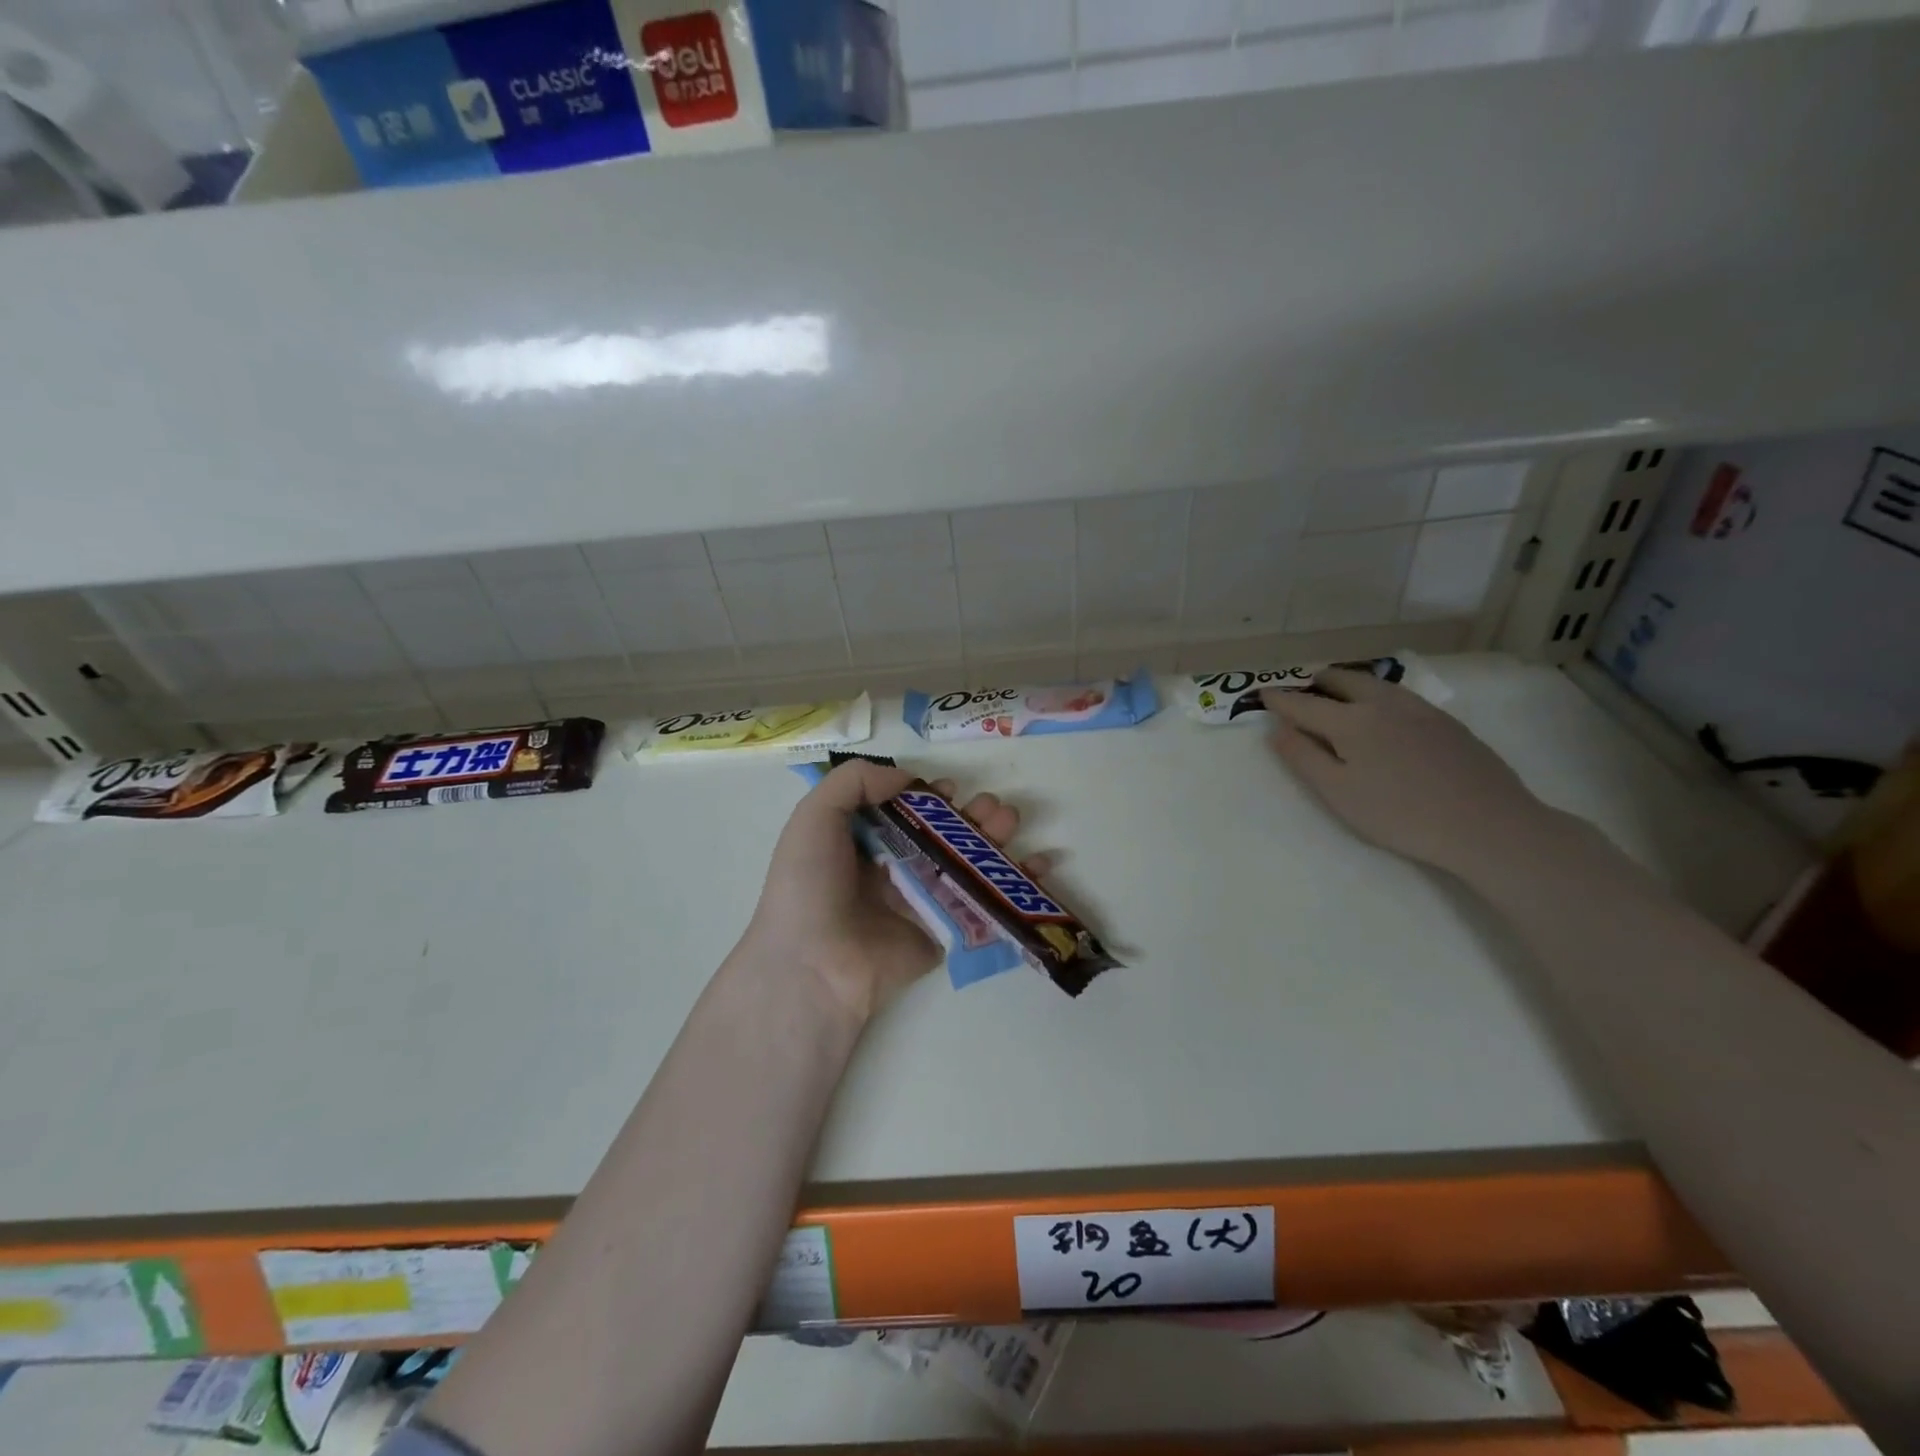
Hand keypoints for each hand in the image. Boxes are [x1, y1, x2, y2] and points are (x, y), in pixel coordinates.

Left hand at [741, 758, 1026, 1023]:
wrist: (816, 963)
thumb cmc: (811, 884)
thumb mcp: (815, 816)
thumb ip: (855, 781)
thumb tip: (906, 778)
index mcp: (864, 841)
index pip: (906, 809)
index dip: (929, 795)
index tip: (944, 789)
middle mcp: (895, 866)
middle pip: (944, 832)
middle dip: (972, 813)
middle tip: (990, 807)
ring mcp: (923, 899)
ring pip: (969, 861)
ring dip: (995, 836)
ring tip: (1009, 820)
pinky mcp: (946, 929)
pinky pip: (985, 902)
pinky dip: (1017, 884)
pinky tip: (1040, 863)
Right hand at [1263, 669, 1566, 883]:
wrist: (1488, 825)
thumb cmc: (1400, 814)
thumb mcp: (1338, 793)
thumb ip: (1303, 758)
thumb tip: (1277, 729)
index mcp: (1351, 720)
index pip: (1304, 704)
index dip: (1279, 699)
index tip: (1262, 694)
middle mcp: (1382, 703)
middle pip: (1342, 680)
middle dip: (1316, 683)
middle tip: (1303, 693)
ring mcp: (1419, 709)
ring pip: (1374, 682)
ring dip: (1348, 683)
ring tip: (1338, 695)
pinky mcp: (1446, 721)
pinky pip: (1398, 695)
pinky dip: (1376, 694)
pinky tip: (1382, 714)